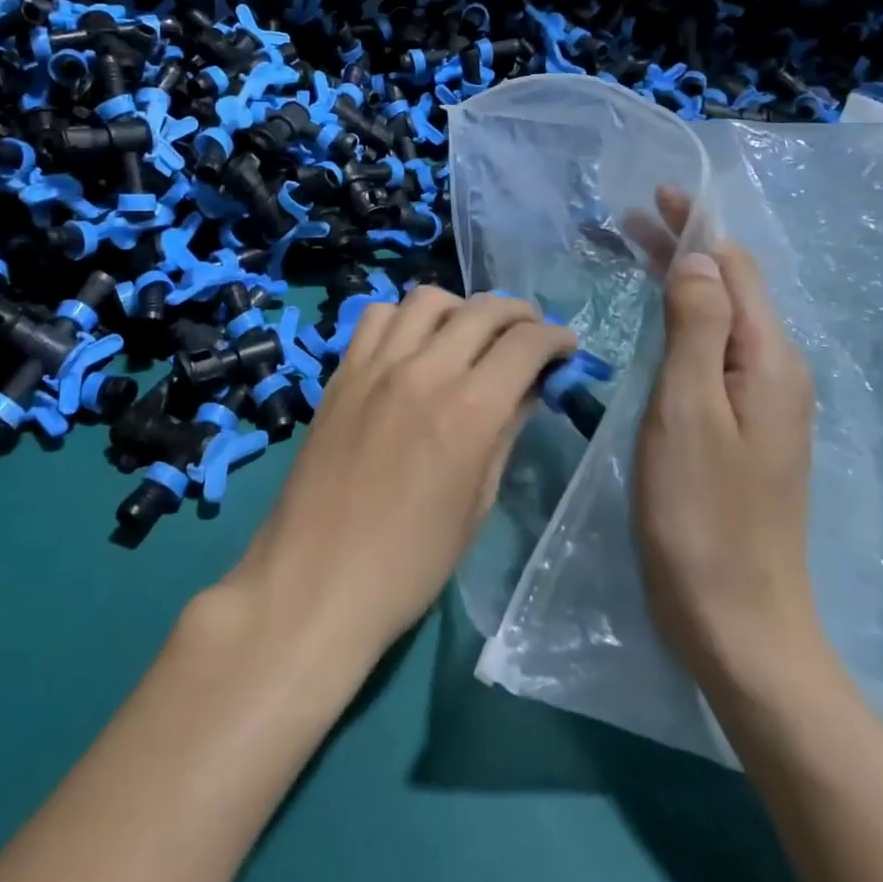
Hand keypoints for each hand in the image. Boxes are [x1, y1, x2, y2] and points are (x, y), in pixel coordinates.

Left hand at [224, 286, 577, 665]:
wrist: (316, 582)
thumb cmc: (410, 562)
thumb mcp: (477, 504)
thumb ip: (505, 434)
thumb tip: (528, 389)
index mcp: (469, 411)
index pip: (525, 344)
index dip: (555, 338)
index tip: (566, 347)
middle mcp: (424, 372)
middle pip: (482, 310)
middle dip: (518, 313)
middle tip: (530, 332)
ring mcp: (376, 366)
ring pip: (427, 299)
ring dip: (461, 307)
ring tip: (470, 332)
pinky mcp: (342, 372)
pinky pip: (377, 317)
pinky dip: (405, 316)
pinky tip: (413, 342)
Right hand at [629, 190, 822, 692]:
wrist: (738, 620)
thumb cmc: (701, 514)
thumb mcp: (687, 410)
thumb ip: (696, 327)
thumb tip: (697, 255)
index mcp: (769, 358)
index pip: (734, 266)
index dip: (695, 226)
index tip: (651, 196)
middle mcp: (775, 370)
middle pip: (729, 287)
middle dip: (682, 248)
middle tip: (623, 223)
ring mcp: (762, 403)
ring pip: (720, 319)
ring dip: (680, 281)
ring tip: (632, 258)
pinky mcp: (743, 428)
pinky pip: (714, 352)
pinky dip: (682, 321)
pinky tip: (656, 325)